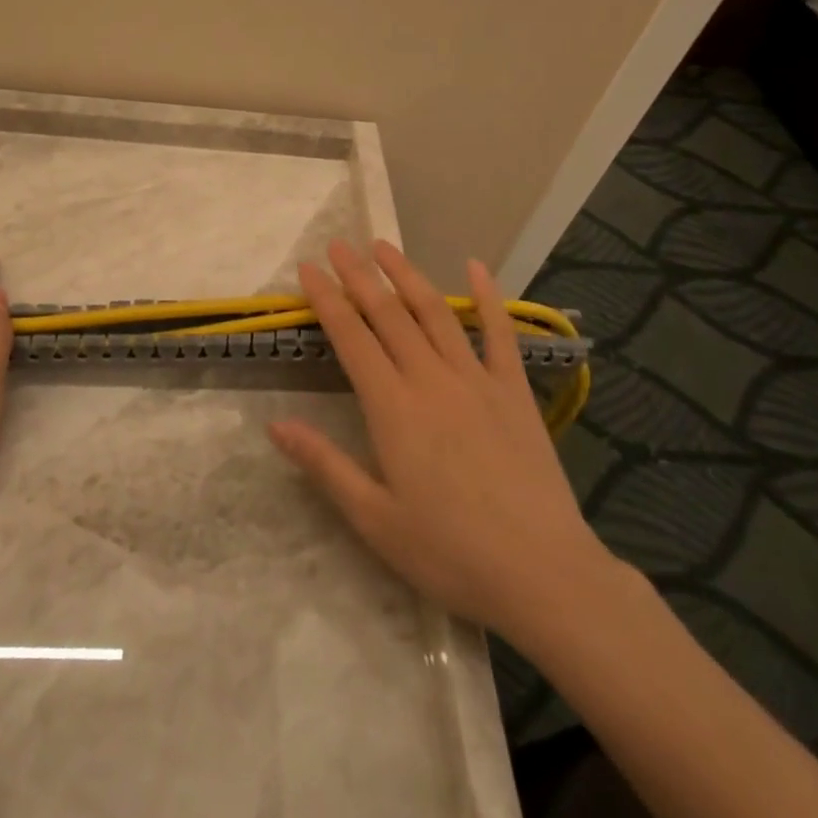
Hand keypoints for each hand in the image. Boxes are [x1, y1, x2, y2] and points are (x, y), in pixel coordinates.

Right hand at [267, 240, 612, 647]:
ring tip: (385, 246)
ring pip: (435, 313)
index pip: (351, 337)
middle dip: (360, 275)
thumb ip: (324, 465)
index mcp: (393, 407)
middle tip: (339, 244)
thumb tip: (275, 424)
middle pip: (388, 314)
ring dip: (407, 274)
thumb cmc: (450, 553)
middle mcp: (431, 379)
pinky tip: (476, 267)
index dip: (327, 299)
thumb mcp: (374, 519)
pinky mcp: (514, 390)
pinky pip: (500, 333)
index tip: (308, 268)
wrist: (542, 573)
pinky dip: (488, 297)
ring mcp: (476, 380)